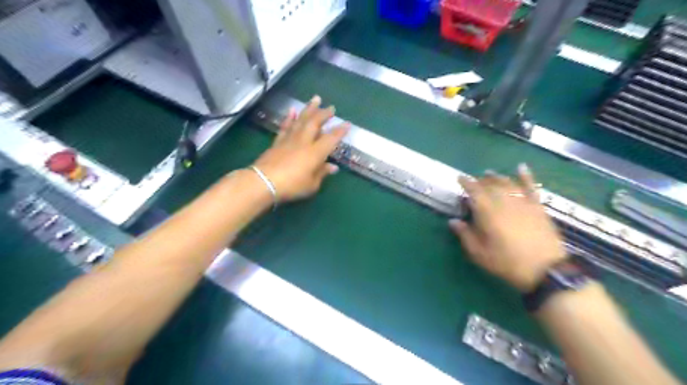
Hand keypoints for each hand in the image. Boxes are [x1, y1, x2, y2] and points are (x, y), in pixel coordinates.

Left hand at [251, 96, 349, 202]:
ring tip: (315, 99)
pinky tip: (292, 110)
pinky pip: (285, 126)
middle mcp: (304, 142)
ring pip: (301, 120)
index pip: (331, 138)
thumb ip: (322, 173)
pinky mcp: (277, 142)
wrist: (264, 182)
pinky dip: (289, 118)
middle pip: (315, 123)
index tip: (347, 123)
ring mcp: (290, 140)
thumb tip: (333, 167)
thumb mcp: (312, 185)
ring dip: (309, 109)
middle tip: (331, 107)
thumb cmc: (292, 186)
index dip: (340, 131)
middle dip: (324, 114)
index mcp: (315, 153)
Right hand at [450, 165, 565, 290]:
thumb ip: (465, 235)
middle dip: (480, 180)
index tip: (459, 178)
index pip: (474, 191)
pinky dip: (526, 176)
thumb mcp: (480, 254)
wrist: (546, 270)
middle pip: (490, 185)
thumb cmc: (507, 262)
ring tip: (490, 174)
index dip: (466, 183)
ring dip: (497, 177)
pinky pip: (530, 187)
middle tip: (474, 181)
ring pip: (507, 183)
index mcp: (488, 212)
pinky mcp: (537, 207)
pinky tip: (521, 167)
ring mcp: (523, 202)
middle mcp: (504, 202)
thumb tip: (453, 221)